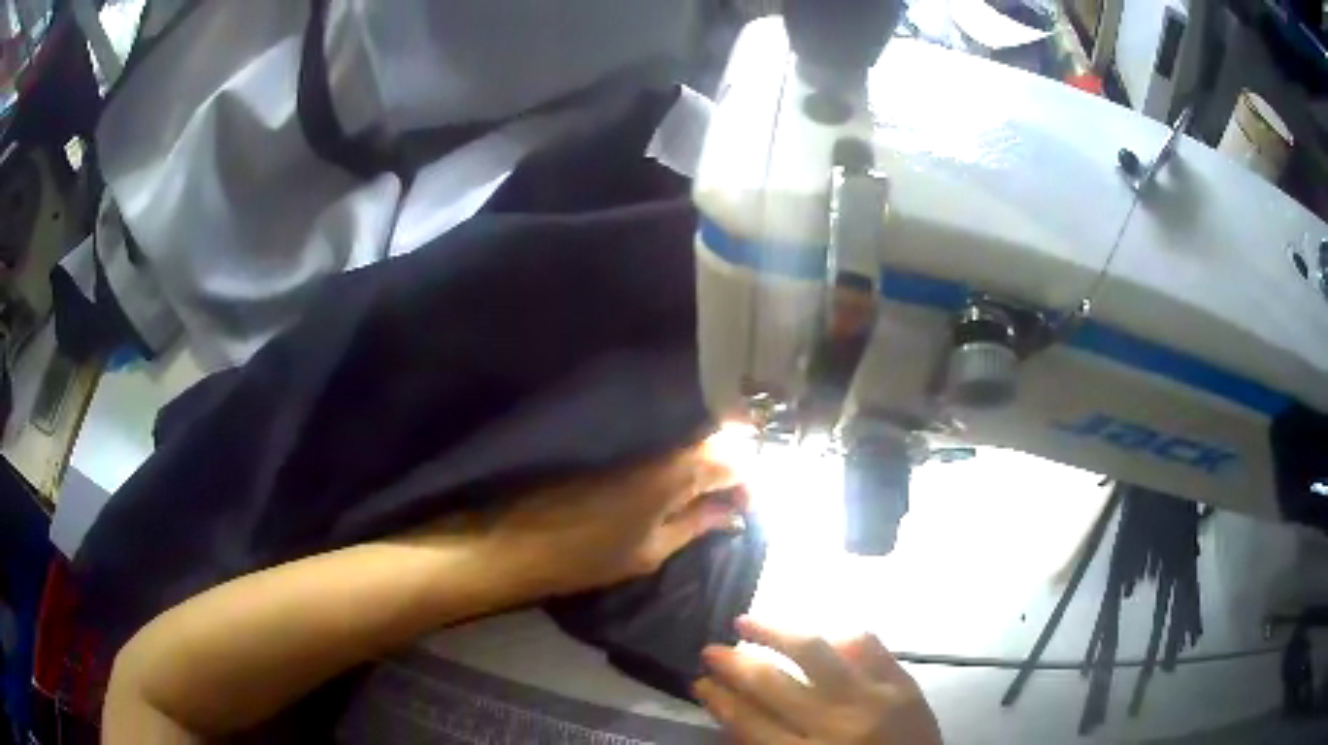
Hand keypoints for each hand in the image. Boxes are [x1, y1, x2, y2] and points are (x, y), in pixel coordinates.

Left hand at [478, 440, 745, 597]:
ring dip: (711, 466)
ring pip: (691, 444)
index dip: (750, 482)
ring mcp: (638, 447)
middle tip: (736, 501)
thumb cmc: (592, 555)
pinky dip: (685, 466)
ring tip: (715, 499)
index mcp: (675, 473)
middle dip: (735, 467)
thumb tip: (734, 511)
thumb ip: (698, 523)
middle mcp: (661, 449)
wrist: (524, 541)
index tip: (751, 508)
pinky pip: (667, 450)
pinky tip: (685, 490)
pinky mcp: (620, 453)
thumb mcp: (653, 549)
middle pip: (715, 442)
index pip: (733, 460)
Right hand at [695, 618, 942, 744]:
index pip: (747, 721)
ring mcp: (872, 698)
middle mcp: (833, 724)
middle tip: (711, 649)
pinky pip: (866, 644)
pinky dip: (837, 634)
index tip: (700, 681)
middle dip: (734, 663)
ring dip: (775, 631)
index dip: (719, 698)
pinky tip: (818, 633)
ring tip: (749, 621)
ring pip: (814, 651)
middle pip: (771, 683)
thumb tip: (733, 708)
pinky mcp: (902, 681)